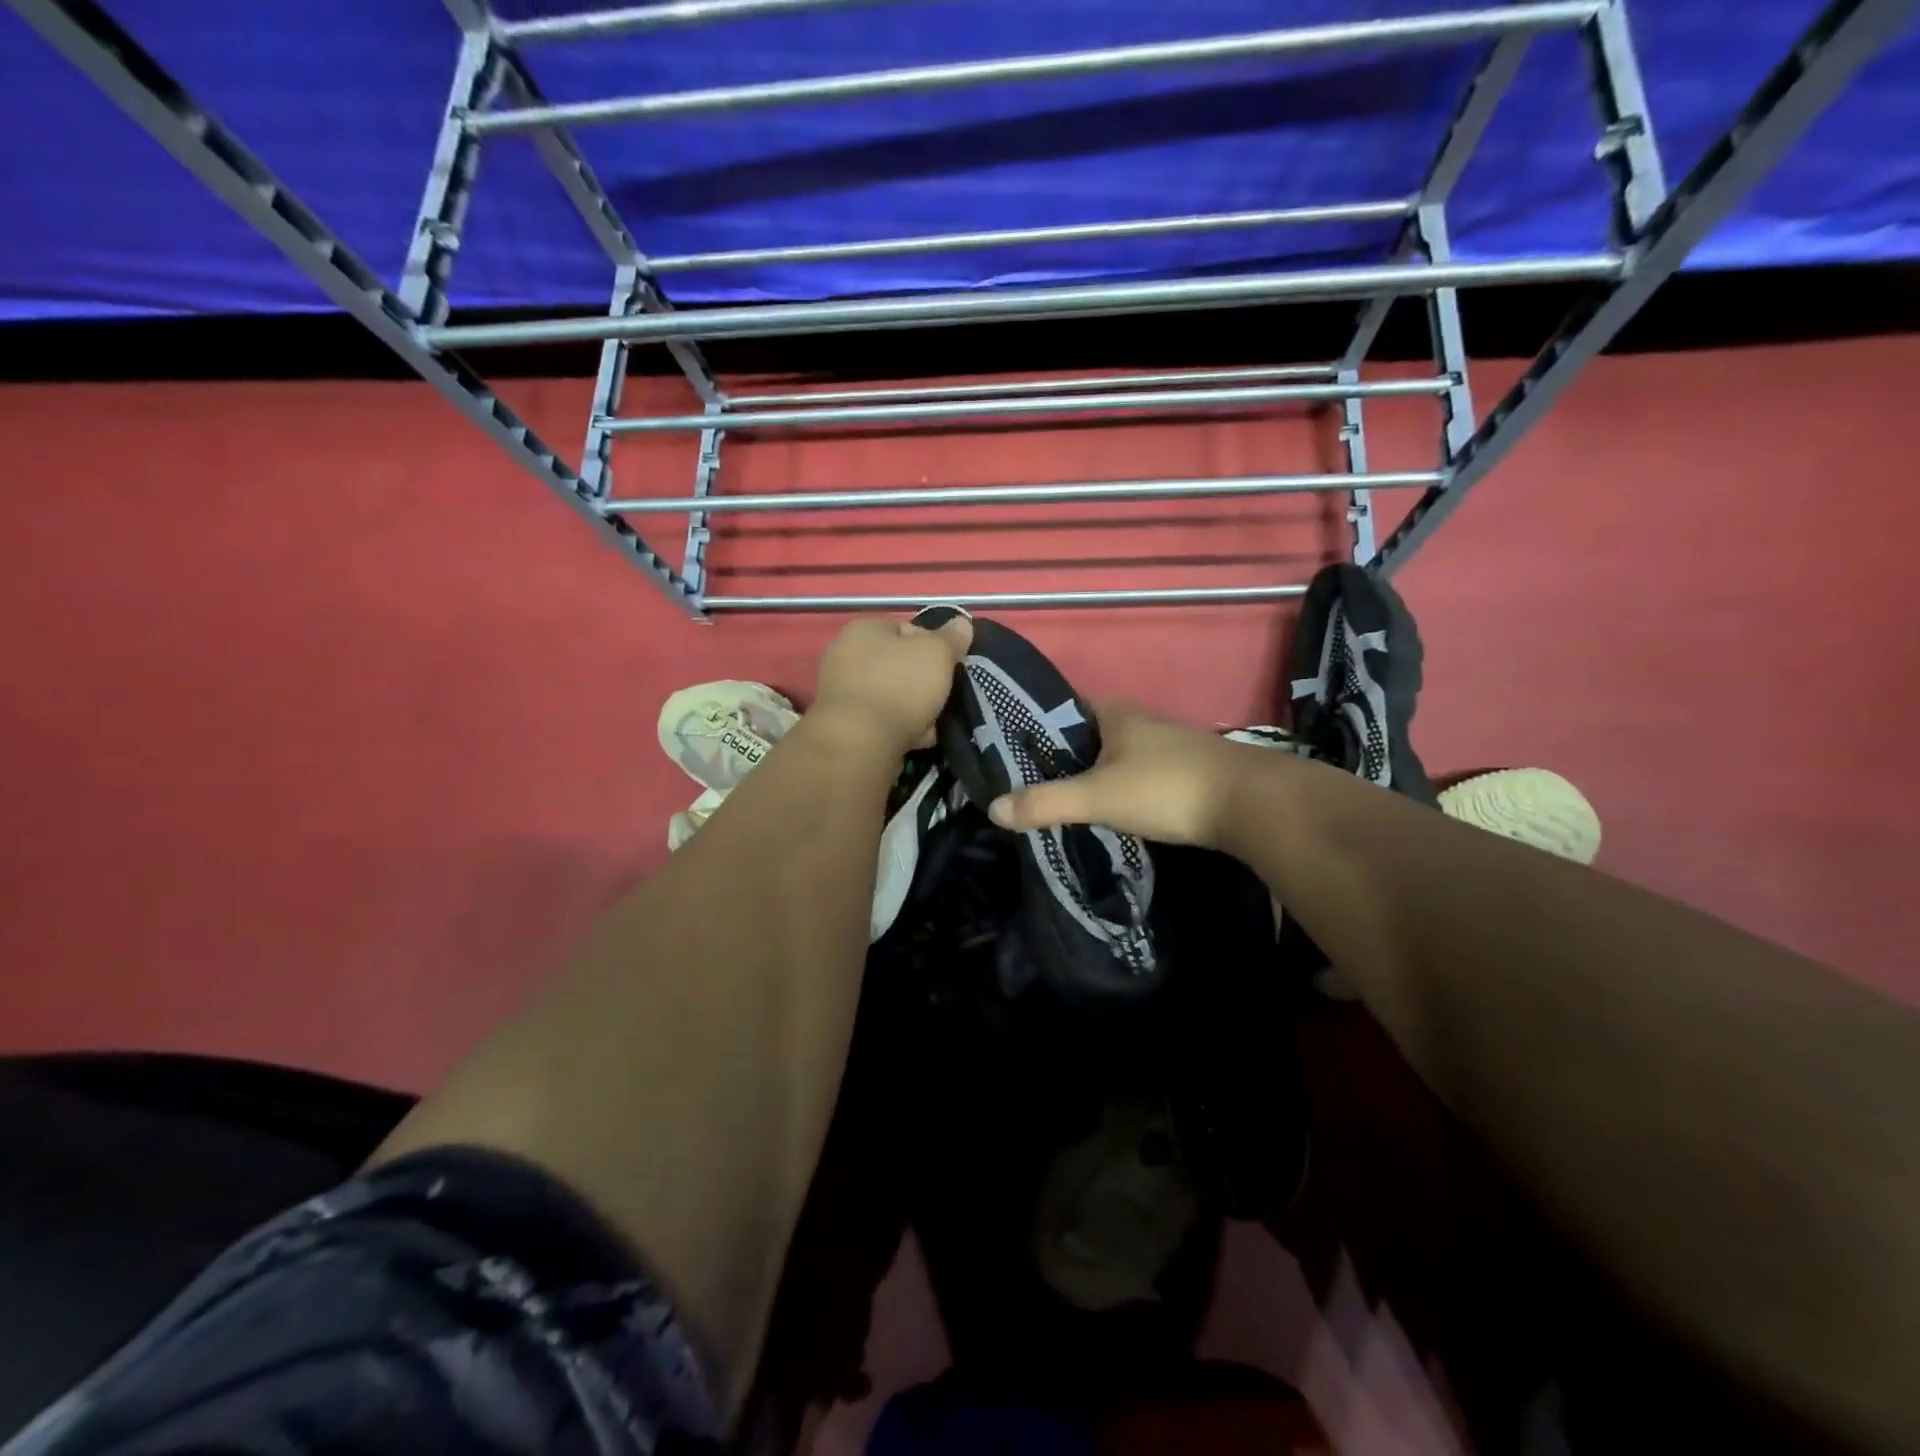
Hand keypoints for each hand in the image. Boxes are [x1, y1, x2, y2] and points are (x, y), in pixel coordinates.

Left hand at [812, 613, 973, 757]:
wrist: (860, 742)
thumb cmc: (900, 686)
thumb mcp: (937, 653)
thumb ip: (952, 638)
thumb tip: (962, 623)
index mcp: (863, 629)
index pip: (906, 628)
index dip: (933, 645)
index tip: (949, 665)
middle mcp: (845, 655)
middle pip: (899, 664)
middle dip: (924, 681)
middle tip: (943, 696)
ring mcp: (841, 692)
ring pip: (892, 695)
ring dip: (915, 708)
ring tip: (932, 723)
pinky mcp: (844, 724)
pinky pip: (881, 720)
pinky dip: (899, 728)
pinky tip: (916, 739)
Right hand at [987, 702, 1257, 848]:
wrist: (1253, 804)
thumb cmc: (1166, 789)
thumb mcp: (1097, 797)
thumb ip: (1046, 803)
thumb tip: (993, 809)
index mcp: (1116, 714)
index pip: (1066, 709)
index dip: (1040, 728)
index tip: (1015, 752)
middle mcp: (1143, 722)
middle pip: (1092, 734)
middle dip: (1067, 755)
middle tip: (1035, 783)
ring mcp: (1172, 745)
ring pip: (1120, 755)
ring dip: (1098, 773)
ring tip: (1069, 800)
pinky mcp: (1192, 771)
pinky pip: (1144, 774)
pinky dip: (1126, 787)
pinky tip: (1118, 809)